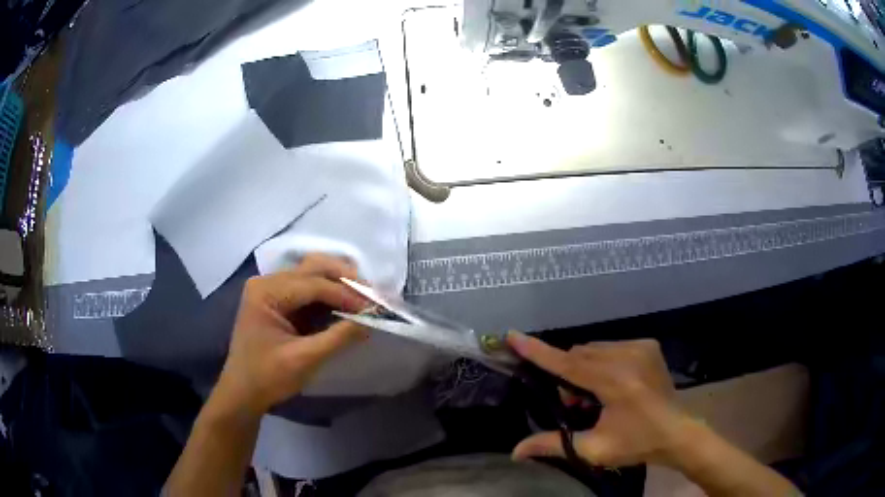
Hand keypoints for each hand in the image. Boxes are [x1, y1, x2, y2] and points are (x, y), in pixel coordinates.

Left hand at [213, 254, 368, 416]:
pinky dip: (329, 293)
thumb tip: (373, 319)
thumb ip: (338, 337)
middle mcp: (267, 281)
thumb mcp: (304, 360)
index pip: (313, 283)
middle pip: (313, 267)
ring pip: (312, 273)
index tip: (376, 307)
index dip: (347, 294)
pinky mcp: (276, 299)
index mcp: (266, 292)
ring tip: (364, 298)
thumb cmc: (267, 378)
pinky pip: (307, 287)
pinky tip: (346, 303)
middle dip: (345, 279)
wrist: (242, 393)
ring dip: (339, 282)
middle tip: (373, 296)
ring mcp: (270, 288)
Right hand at [507, 333, 692, 467]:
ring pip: (593, 348)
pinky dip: (601, 361)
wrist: (677, 432)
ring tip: (595, 396)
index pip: (569, 364)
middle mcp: (629, 356)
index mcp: (616, 382)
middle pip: (579, 354)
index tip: (512, 335)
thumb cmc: (637, 444)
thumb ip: (553, 445)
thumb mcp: (594, 449)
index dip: (538, 351)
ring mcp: (641, 346)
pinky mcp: (648, 344)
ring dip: (583, 368)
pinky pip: (610, 346)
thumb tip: (515, 452)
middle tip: (576, 404)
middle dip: (568, 375)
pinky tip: (612, 384)